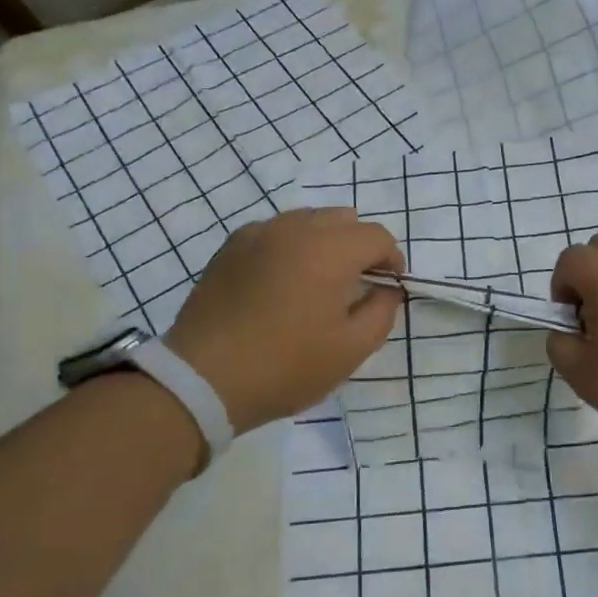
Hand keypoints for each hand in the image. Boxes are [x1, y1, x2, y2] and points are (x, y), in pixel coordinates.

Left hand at [164, 208, 403, 433]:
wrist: (205, 377)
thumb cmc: (287, 365)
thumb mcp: (351, 350)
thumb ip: (381, 312)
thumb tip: (386, 290)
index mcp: (329, 250)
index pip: (376, 236)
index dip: (392, 259)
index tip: (389, 286)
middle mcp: (295, 229)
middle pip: (343, 219)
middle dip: (359, 246)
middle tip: (357, 284)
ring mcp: (258, 234)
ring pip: (307, 221)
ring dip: (324, 243)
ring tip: (318, 283)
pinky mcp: (230, 247)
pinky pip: (274, 232)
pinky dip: (289, 247)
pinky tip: (281, 283)